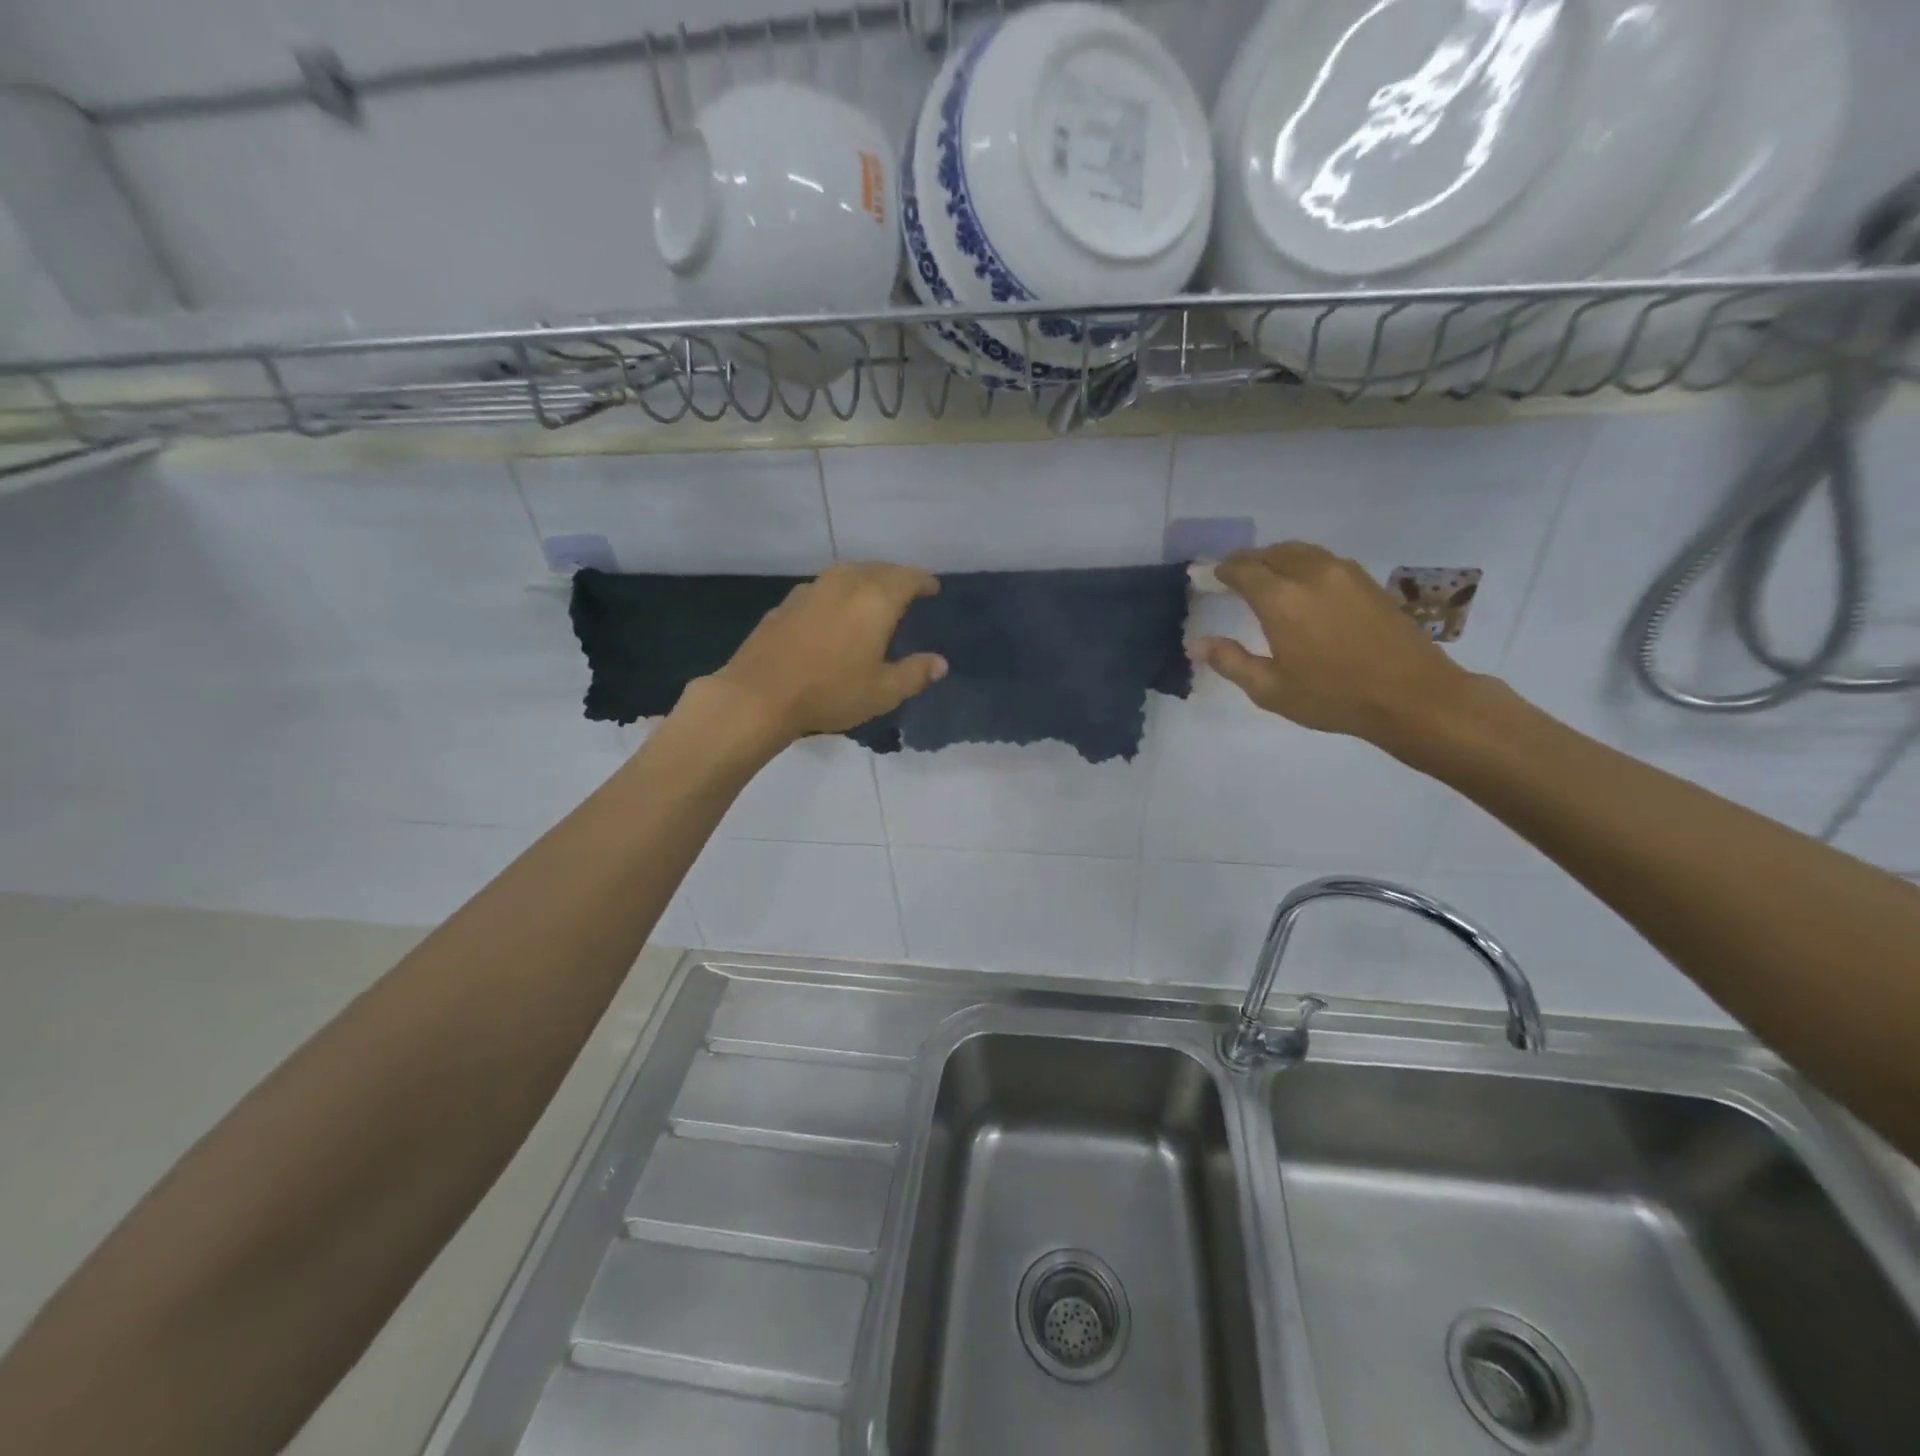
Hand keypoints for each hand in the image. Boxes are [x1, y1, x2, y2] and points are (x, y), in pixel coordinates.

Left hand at [699, 562, 946, 742]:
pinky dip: (838, 592)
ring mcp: (812, 589)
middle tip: (906, 592)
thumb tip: (940, 663)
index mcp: (875, 599)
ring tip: (873, 598)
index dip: (923, 582)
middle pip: (878, 569)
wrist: (759, 695)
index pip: (908, 577)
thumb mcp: (882, 692)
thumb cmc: (830, 692)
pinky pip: (824, 587)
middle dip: (896, 577)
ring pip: (848, 573)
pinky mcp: (787, 602)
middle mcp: (845, 583)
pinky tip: (834, 613)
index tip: (932, 589)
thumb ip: (914, 674)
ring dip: (866, 580)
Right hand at [1192, 542, 1473, 743]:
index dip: (1220, 571)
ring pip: (1299, 551)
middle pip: (1270, 553)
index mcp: (1281, 599)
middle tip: (1230, 575)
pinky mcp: (1366, 581)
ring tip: (1262, 575)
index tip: (1206, 577)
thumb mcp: (1271, 689)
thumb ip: (1231, 661)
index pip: (1242, 570)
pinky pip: (1322, 559)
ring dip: (1274, 558)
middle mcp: (1310, 574)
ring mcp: (1343, 573)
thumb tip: (1197, 643)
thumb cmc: (1333, 696)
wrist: (1411, 695)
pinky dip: (1301, 563)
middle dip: (1246, 560)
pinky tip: (1299, 584)